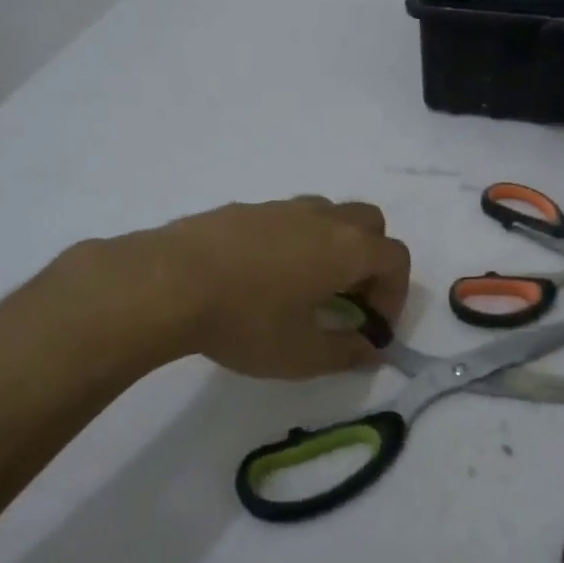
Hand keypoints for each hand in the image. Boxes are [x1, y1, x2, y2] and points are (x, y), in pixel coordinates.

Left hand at [148, 196, 410, 378]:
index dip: (396, 293)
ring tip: (306, 285)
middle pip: (370, 223)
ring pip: (328, 214)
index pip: (396, 258)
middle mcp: (321, 218)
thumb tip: (373, 350)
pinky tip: (262, 275)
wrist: (167, 282)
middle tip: (349, 297)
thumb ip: (346, 352)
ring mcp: (281, 208)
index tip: (373, 325)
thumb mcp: (301, 354)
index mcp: (346, 248)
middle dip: (371, 259)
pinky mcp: (245, 209)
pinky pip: (287, 218)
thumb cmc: (246, 320)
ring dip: (333, 245)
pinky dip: (294, 240)